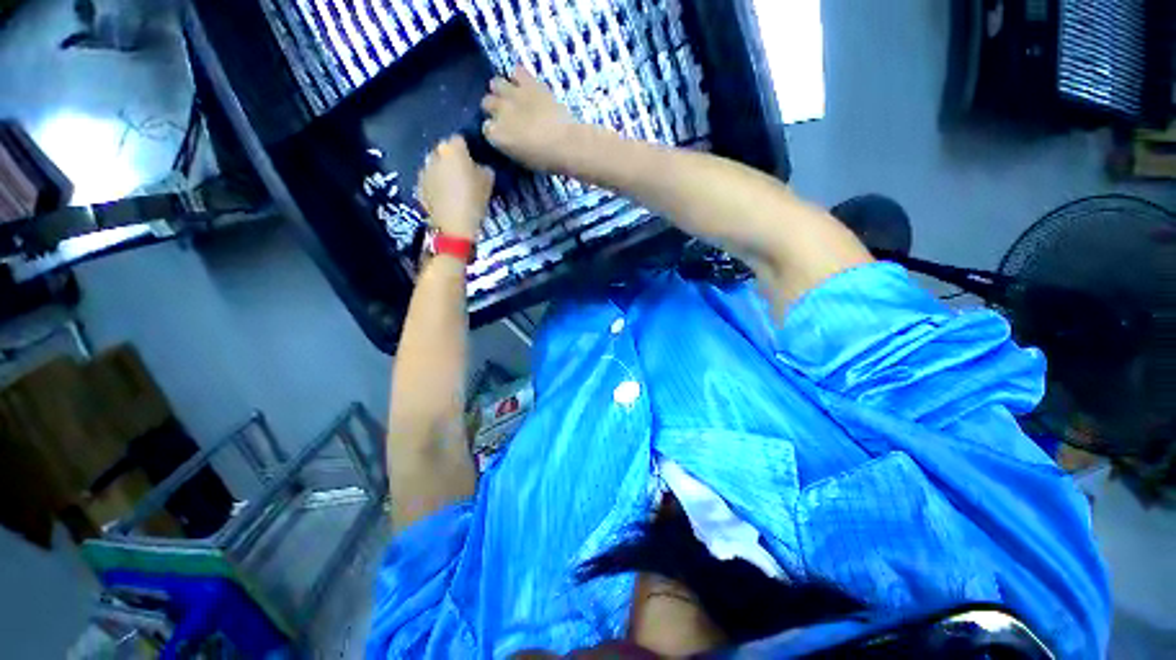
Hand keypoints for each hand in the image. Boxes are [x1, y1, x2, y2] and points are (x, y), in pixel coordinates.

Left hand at [417, 136, 493, 239]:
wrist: (454, 226)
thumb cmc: (474, 200)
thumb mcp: (489, 182)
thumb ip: (484, 168)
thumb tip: (480, 166)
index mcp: (452, 150)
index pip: (460, 139)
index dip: (469, 149)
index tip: (475, 161)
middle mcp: (434, 154)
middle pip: (444, 151)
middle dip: (453, 159)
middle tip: (465, 173)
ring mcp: (424, 170)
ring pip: (435, 165)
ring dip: (443, 171)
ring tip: (454, 187)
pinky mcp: (419, 186)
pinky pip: (430, 179)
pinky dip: (436, 184)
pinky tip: (445, 197)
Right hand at [481, 66, 581, 172]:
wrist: (566, 144)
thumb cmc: (545, 160)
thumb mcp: (521, 159)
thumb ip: (509, 145)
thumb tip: (507, 138)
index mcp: (496, 135)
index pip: (486, 129)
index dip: (495, 130)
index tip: (504, 134)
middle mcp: (499, 111)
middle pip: (487, 103)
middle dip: (495, 109)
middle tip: (508, 115)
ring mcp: (513, 94)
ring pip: (496, 83)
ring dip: (502, 90)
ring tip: (513, 97)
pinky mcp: (529, 82)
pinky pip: (516, 71)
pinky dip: (518, 76)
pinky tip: (525, 84)